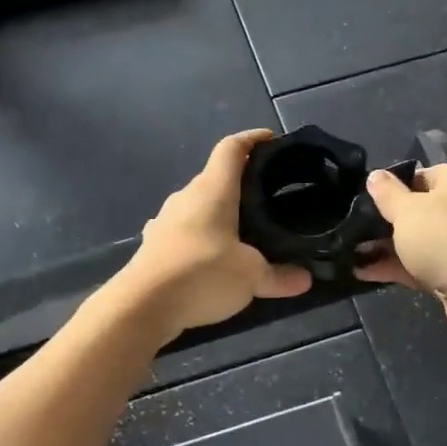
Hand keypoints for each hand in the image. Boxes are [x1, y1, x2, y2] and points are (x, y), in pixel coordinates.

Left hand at [115, 130, 312, 339]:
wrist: (142, 306)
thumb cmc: (201, 274)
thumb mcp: (251, 277)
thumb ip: (279, 276)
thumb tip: (305, 279)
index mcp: (212, 190)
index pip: (231, 149)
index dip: (252, 139)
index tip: (272, 140)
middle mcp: (186, 197)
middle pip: (215, 178)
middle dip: (240, 183)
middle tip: (267, 196)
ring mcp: (165, 220)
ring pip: (198, 206)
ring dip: (219, 213)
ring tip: (243, 230)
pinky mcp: (154, 246)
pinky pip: (183, 232)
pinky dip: (200, 238)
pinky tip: (210, 256)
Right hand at [355, 164, 446, 336]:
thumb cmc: (443, 234)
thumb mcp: (407, 209)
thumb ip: (387, 193)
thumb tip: (375, 175)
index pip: (423, 175)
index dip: (394, 185)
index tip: (369, 198)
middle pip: (420, 210)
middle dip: (387, 221)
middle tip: (355, 227)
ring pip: (418, 241)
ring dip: (387, 247)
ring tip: (351, 252)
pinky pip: (420, 266)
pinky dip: (395, 268)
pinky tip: (363, 272)